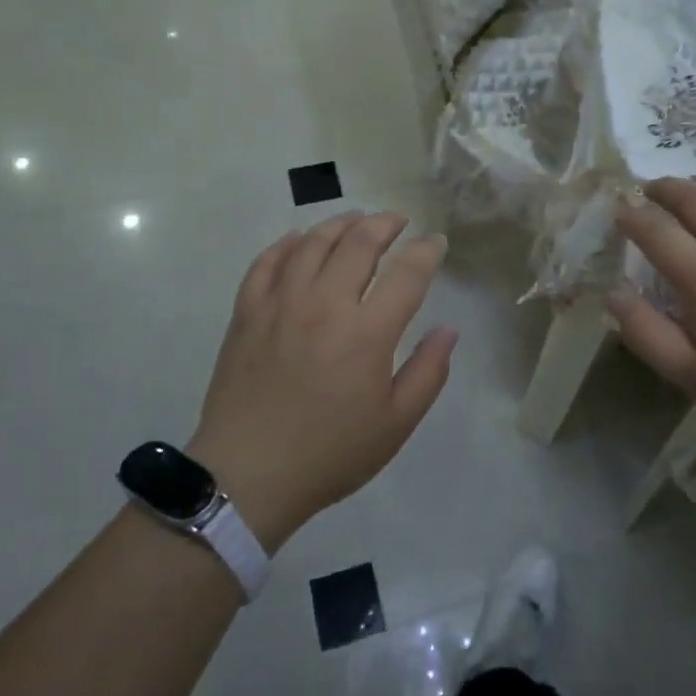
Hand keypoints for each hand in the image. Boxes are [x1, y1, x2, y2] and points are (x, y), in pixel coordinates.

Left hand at [187, 212, 456, 551]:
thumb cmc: (330, 453)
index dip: (427, 251)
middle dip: (385, 224)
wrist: (248, 476)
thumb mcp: (396, 424)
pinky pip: (266, 262)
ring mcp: (281, 303)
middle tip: (398, 221)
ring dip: (340, 224)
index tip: (436, 242)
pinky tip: (298, 239)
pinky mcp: (247, 312)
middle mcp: (325, 304)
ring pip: (313, 243)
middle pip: (359, 243)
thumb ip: (428, 372)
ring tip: (356, 220)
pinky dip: (286, 244)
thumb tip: (448, 329)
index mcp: (368, 333)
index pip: (408, 273)